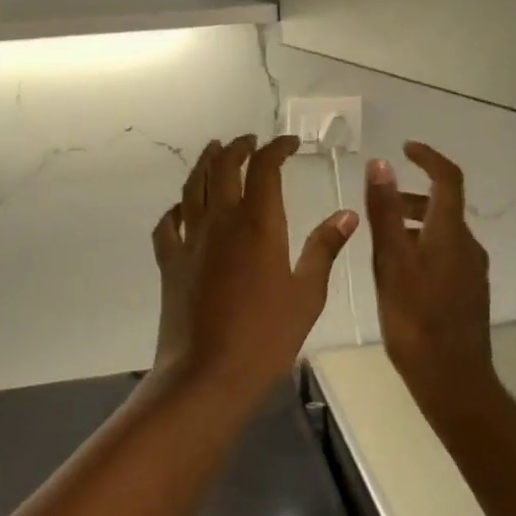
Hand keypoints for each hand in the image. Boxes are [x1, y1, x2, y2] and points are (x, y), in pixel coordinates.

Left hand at [152, 135, 357, 404]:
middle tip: (249, 141)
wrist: (207, 375)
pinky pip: (168, 224)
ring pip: (192, 186)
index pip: (265, 168)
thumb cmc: (266, 337)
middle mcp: (220, 221)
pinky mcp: (169, 262)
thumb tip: (347, 214)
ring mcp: (190, 240)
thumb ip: (324, 249)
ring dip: (204, 163)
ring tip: (213, 151)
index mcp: (258, 224)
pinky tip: (181, 208)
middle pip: (223, 167)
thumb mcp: (307, 294)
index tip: (289, 143)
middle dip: (237, 147)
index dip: (276, 148)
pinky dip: (176, 209)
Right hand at [364, 142, 496, 414]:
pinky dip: (421, 246)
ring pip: (442, 232)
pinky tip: (398, 273)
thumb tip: (381, 164)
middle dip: (411, 196)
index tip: (406, 148)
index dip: (429, 157)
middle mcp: (467, 245)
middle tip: (379, 202)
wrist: (453, 380)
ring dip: (414, 224)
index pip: (448, 179)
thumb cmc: (416, 319)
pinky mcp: (468, 293)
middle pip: (443, 206)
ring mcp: (471, 271)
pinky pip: (445, 254)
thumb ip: (385, 211)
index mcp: (450, 233)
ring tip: (380, 241)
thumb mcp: (391, 261)